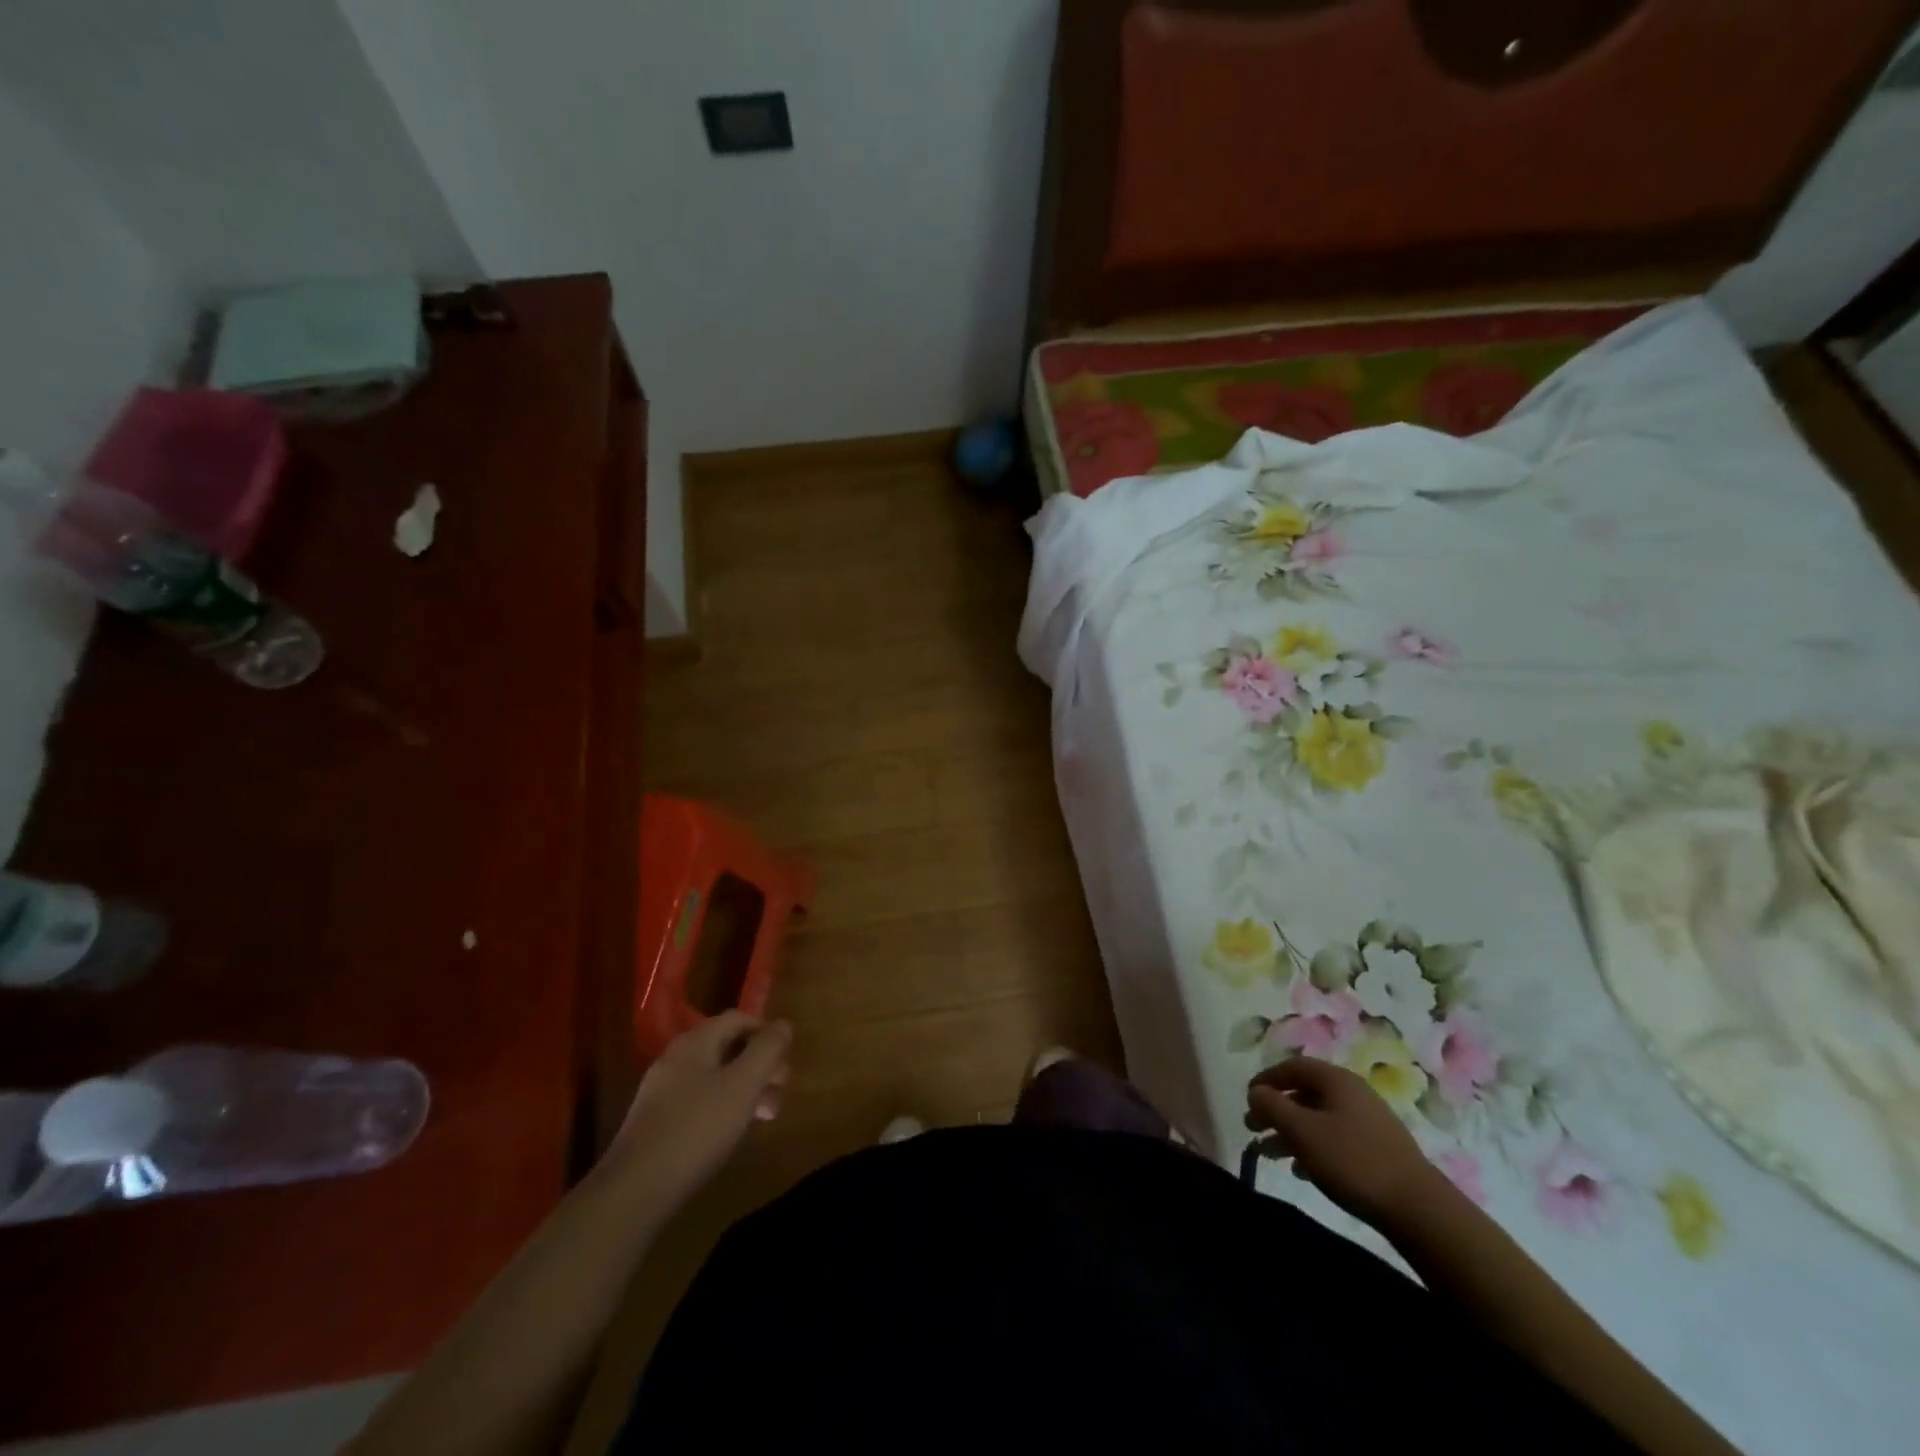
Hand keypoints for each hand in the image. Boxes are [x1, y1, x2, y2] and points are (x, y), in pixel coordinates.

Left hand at [606, 1012, 791, 1215]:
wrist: (634, 1190)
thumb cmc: (697, 1128)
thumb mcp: (743, 1085)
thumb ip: (766, 1050)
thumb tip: (783, 1024)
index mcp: (695, 1042)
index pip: (737, 1019)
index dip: (765, 1031)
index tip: (787, 1057)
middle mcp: (676, 1059)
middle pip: (726, 1048)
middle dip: (759, 1064)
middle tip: (782, 1090)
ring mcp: (662, 1092)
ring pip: (715, 1077)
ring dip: (745, 1089)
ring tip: (766, 1116)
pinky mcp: (656, 1123)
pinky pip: (699, 1101)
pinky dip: (723, 1107)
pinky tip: (732, 1133)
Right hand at [1245, 1056, 1444, 1226]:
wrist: (1418, 1208)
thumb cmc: (1352, 1161)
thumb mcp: (1301, 1131)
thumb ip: (1272, 1106)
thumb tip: (1256, 1091)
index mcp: (1336, 1080)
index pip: (1293, 1067)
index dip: (1266, 1079)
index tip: (1247, 1098)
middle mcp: (1353, 1093)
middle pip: (1305, 1093)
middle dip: (1276, 1110)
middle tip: (1253, 1128)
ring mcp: (1370, 1121)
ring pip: (1319, 1118)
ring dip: (1292, 1131)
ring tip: (1271, 1154)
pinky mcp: (1379, 1149)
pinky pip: (1336, 1137)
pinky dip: (1314, 1147)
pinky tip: (1303, 1170)